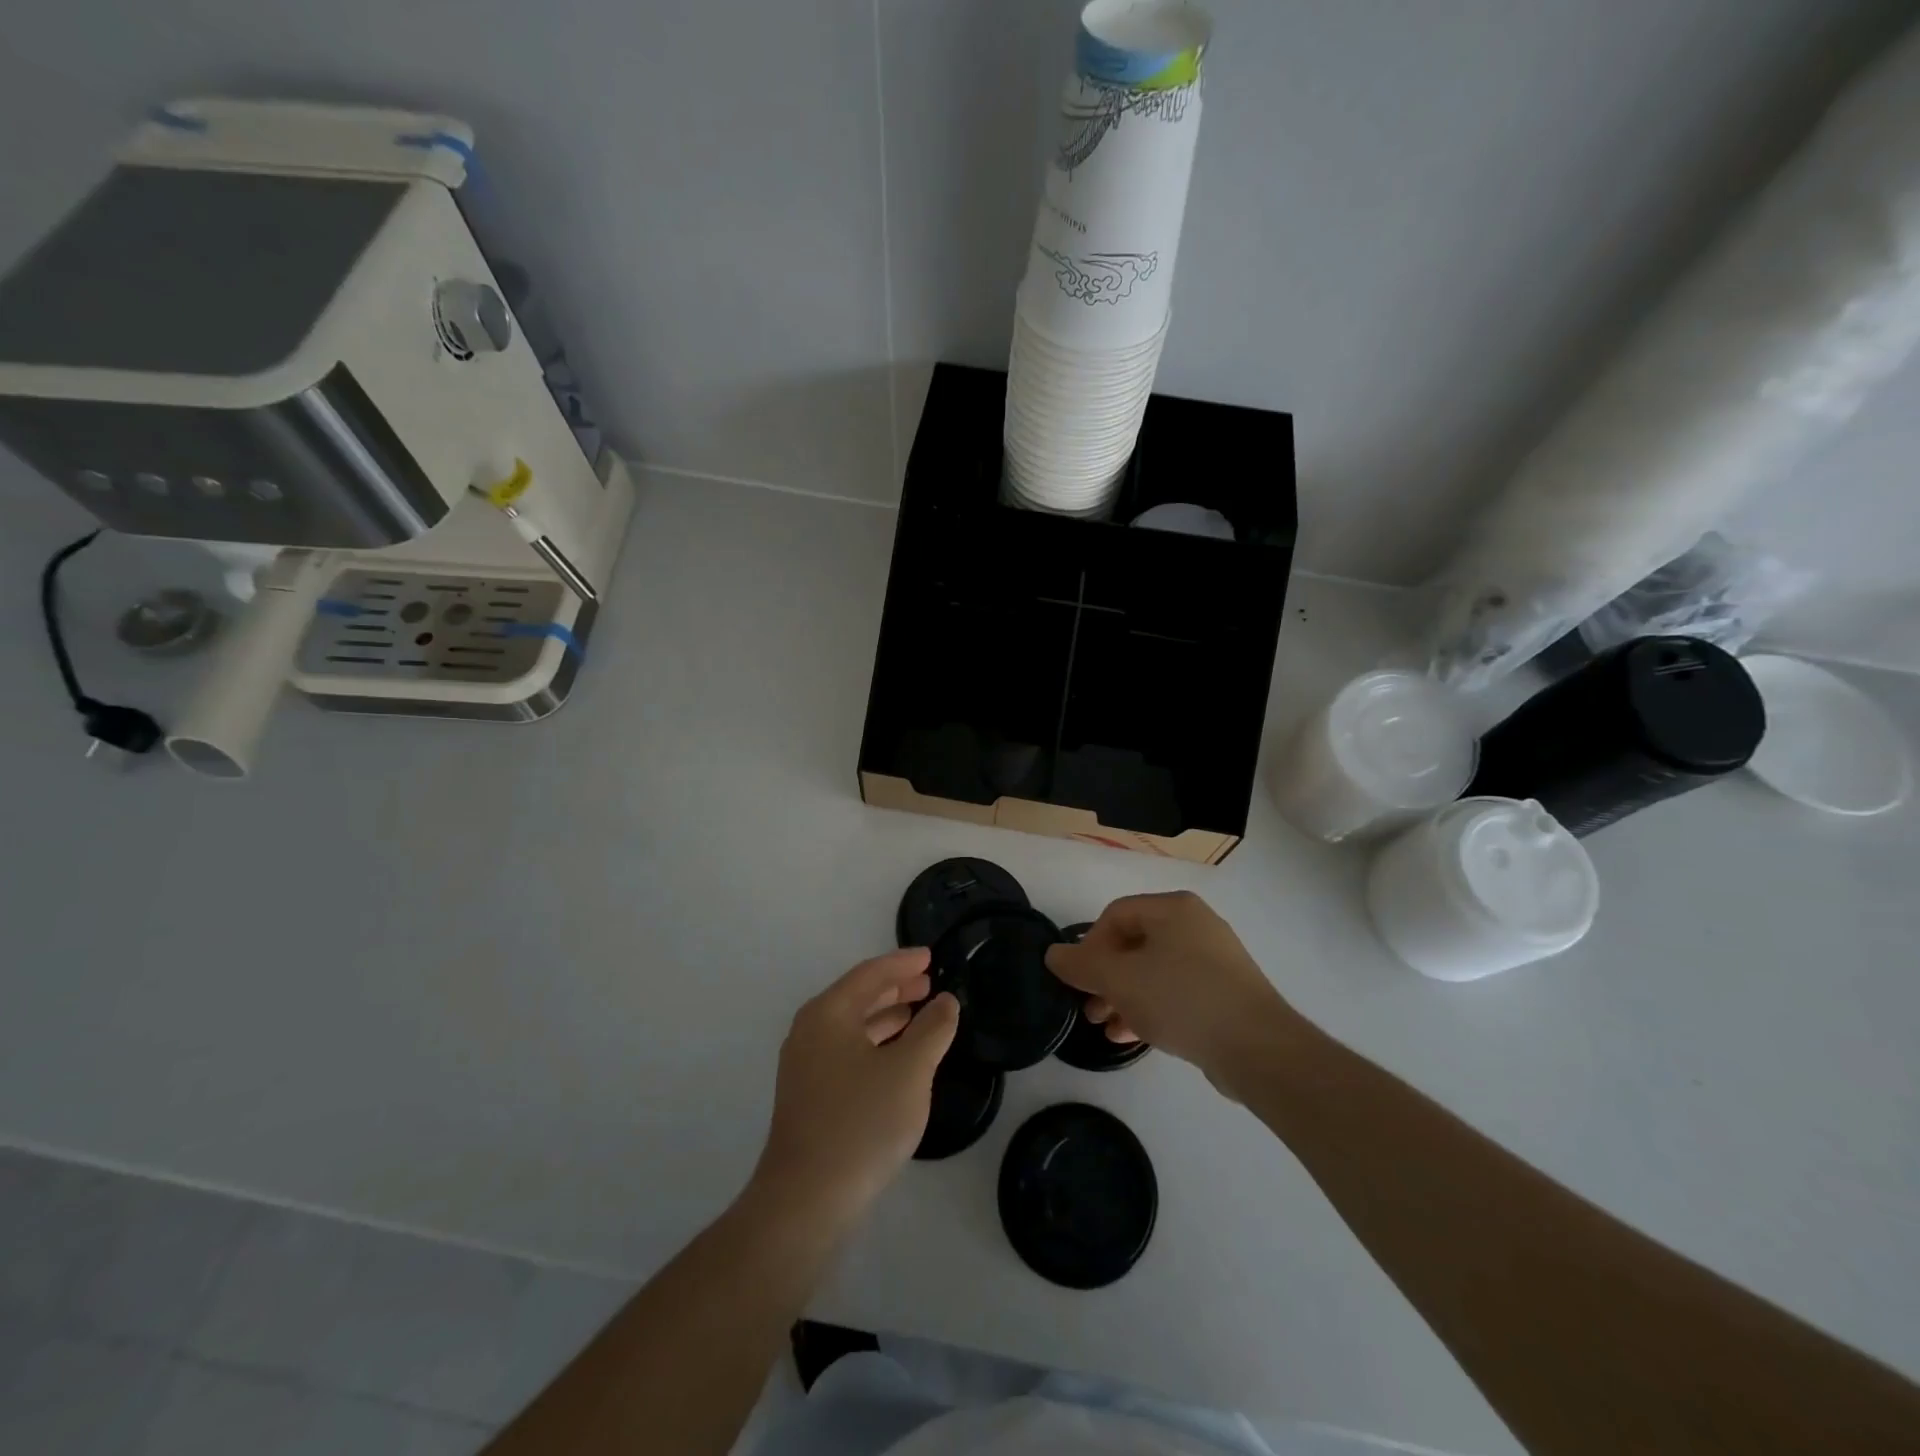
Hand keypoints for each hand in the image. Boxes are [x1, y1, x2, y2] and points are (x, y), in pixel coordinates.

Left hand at [752, 949, 959, 1226]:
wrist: (807, 1199)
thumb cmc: (861, 1122)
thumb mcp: (909, 1070)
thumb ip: (932, 1029)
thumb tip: (946, 1002)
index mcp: (828, 1014)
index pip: (870, 974)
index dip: (902, 963)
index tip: (930, 956)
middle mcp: (810, 1031)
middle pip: (858, 997)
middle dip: (895, 988)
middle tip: (929, 983)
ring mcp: (806, 1066)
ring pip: (852, 1026)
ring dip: (887, 1017)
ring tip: (920, 1014)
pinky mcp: (809, 1096)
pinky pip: (847, 1051)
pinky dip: (876, 1044)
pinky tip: (898, 1057)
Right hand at [1045, 891, 1300, 1091]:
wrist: (1258, 1048)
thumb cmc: (1181, 998)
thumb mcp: (1120, 979)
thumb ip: (1082, 964)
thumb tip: (1053, 954)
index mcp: (1173, 909)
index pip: (1115, 915)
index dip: (1090, 945)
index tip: (1079, 979)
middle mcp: (1195, 925)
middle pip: (1134, 944)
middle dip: (1105, 977)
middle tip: (1087, 1007)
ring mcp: (1215, 960)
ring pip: (1154, 972)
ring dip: (1123, 997)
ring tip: (1104, 1026)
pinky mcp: (1226, 994)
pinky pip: (1176, 992)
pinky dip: (1150, 1008)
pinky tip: (1131, 1036)